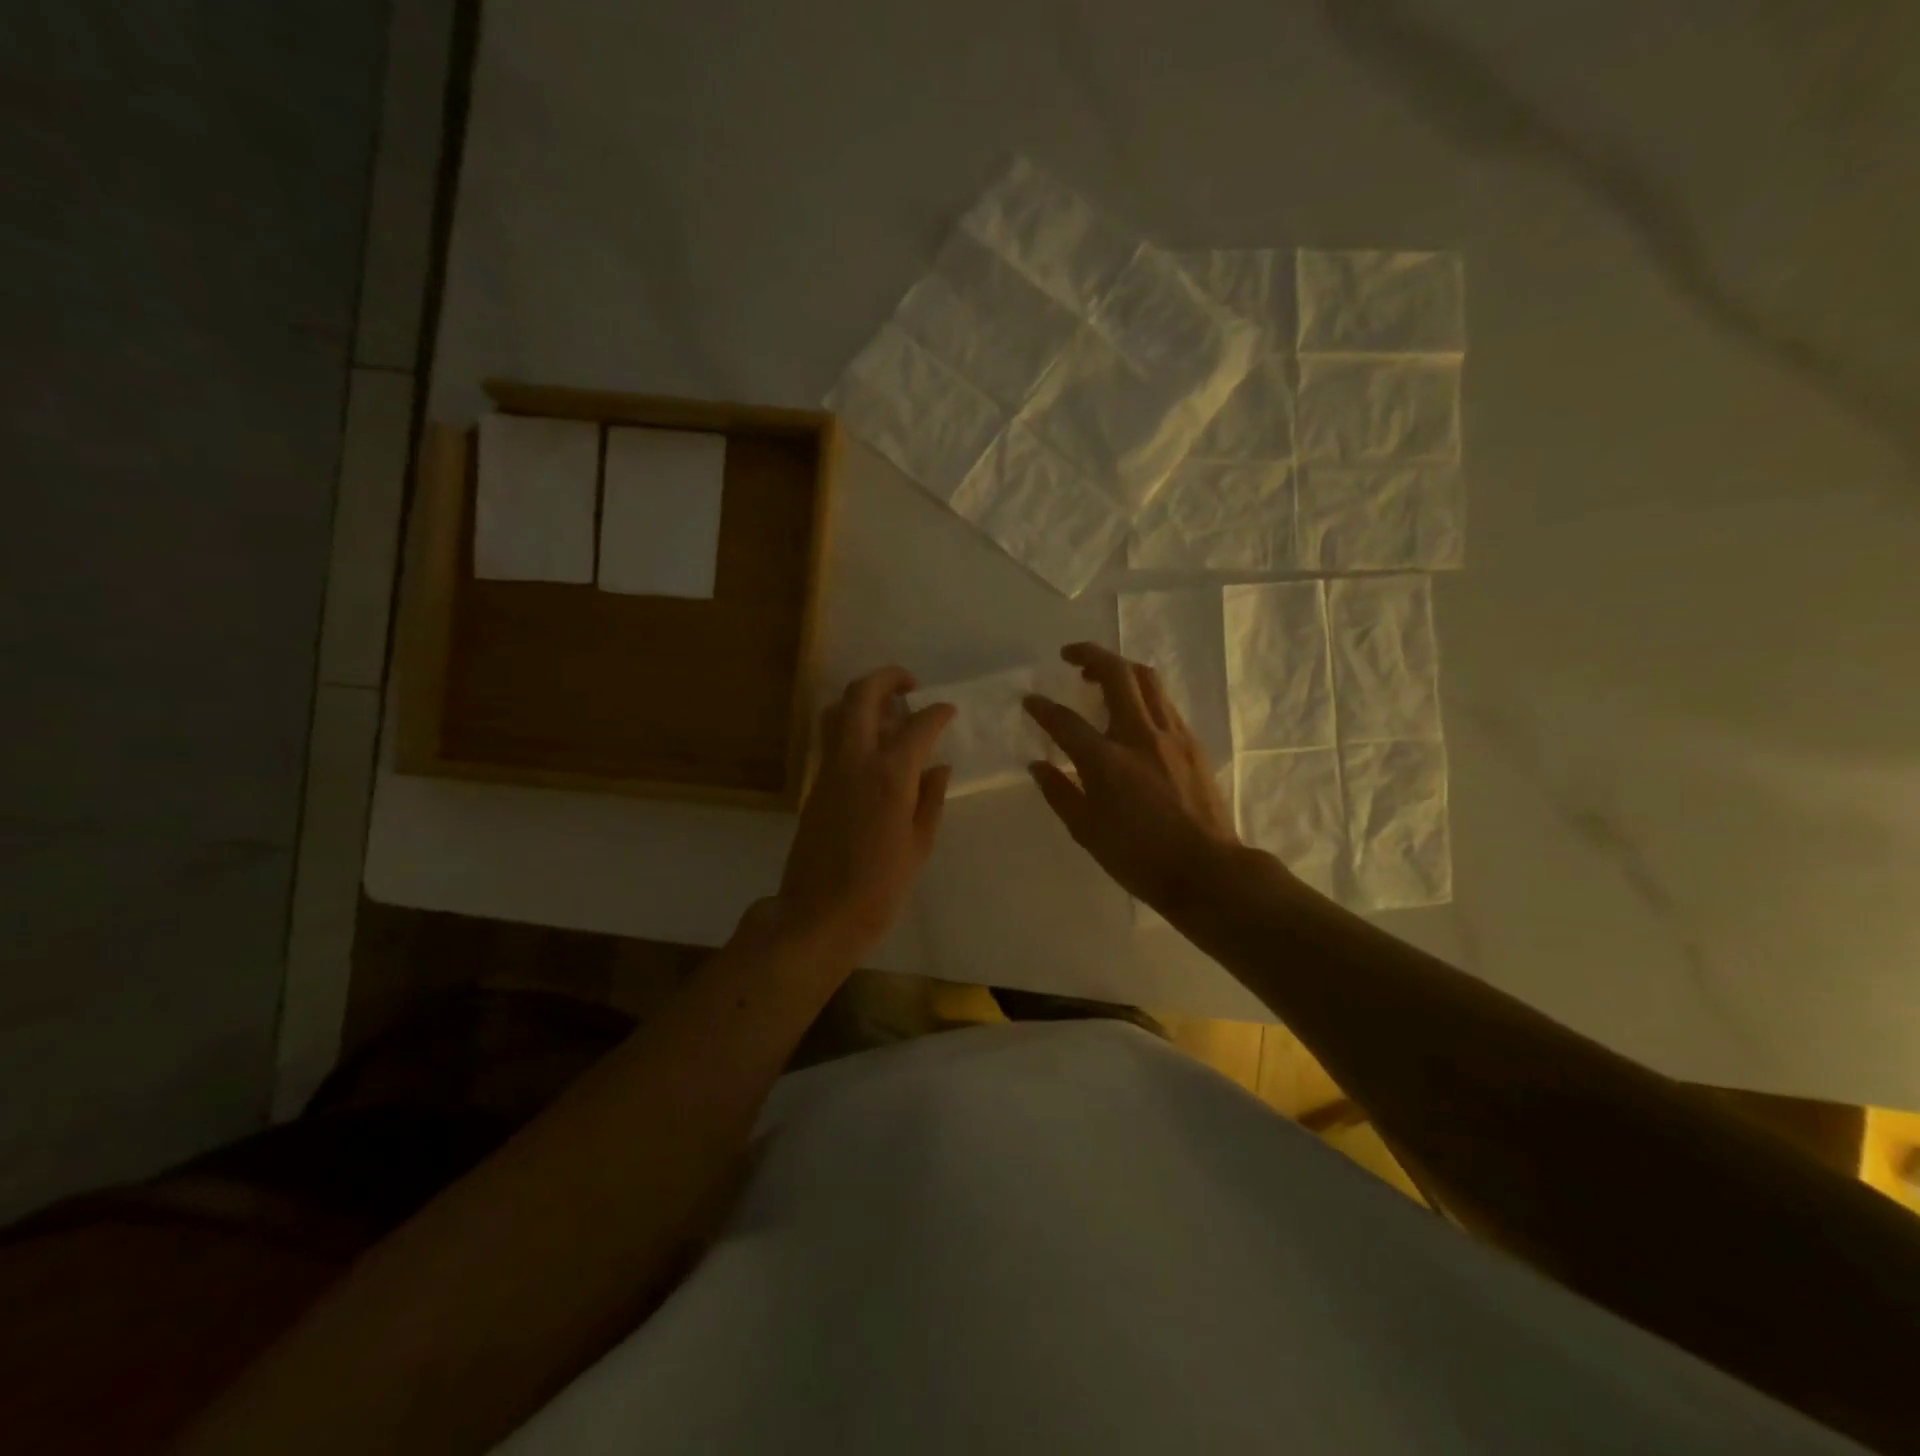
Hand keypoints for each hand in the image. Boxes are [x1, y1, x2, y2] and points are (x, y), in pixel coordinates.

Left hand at [777, 666, 954, 964]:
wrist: (818, 915)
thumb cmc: (879, 887)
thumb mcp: (919, 845)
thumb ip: (931, 799)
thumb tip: (938, 767)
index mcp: (890, 776)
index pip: (918, 725)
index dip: (937, 712)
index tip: (949, 710)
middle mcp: (855, 761)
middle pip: (862, 696)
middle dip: (887, 678)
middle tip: (910, 684)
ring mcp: (829, 770)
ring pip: (836, 711)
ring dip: (862, 698)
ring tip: (887, 709)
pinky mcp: (814, 785)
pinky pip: (830, 738)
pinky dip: (850, 725)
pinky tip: (871, 746)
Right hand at [1024, 642, 1242, 910]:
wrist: (1206, 870)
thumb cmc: (1139, 858)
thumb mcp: (1087, 831)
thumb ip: (1059, 792)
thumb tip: (1038, 764)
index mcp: (1107, 761)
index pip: (1065, 721)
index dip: (1042, 708)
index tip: (1029, 700)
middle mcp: (1139, 735)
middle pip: (1116, 674)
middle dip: (1089, 655)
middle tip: (1069, 655)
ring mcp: (1171, 735)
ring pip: (1146, 680)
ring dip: (1119, 667)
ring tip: (1099, 674)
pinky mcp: (1192, 743)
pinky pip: (1163, 702)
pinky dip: (1141, 692)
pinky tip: (1131, 709)